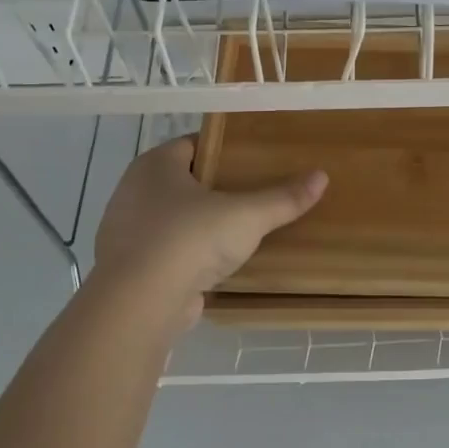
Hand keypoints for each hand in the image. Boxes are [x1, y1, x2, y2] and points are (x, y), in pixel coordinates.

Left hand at [91, 137, 326, 325]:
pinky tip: (215, 263)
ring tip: (239, 230)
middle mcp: (134, 190)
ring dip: (200, 223)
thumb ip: (283, 198)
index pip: (193, 144)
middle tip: (254, 193)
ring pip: (173, 217)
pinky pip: (166, 250)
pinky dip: (187, 254)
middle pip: (183, 180)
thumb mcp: (246, 215)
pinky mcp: (129, 266)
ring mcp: (126, 230)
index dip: (224, 149)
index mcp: (155, 165)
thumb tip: (321, 176)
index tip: (254, 159)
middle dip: (215, 187)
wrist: (140, 303)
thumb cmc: (190, 239)